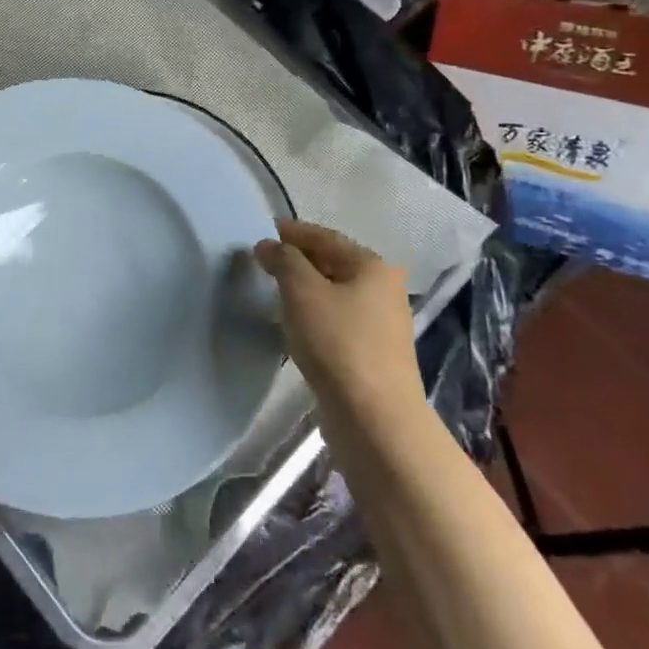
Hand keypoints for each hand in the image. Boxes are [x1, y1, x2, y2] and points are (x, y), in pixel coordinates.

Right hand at [254, 219, 420, 414]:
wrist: (374, 417)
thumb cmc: (337, 342)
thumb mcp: (302, 291)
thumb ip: (283, 261)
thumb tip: (268, 246)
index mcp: (372, 266)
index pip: (326, 237)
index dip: (293, 232)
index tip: (264, 232)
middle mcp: (384, 289)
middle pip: (334, 263)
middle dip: (299, 260)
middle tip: (264, 261)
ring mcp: (382, 324)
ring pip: (335, 293)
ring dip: (305, 288)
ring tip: (274, 290)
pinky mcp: (373, 354)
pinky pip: (338, 320)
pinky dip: (315, 314)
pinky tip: (295, 324)